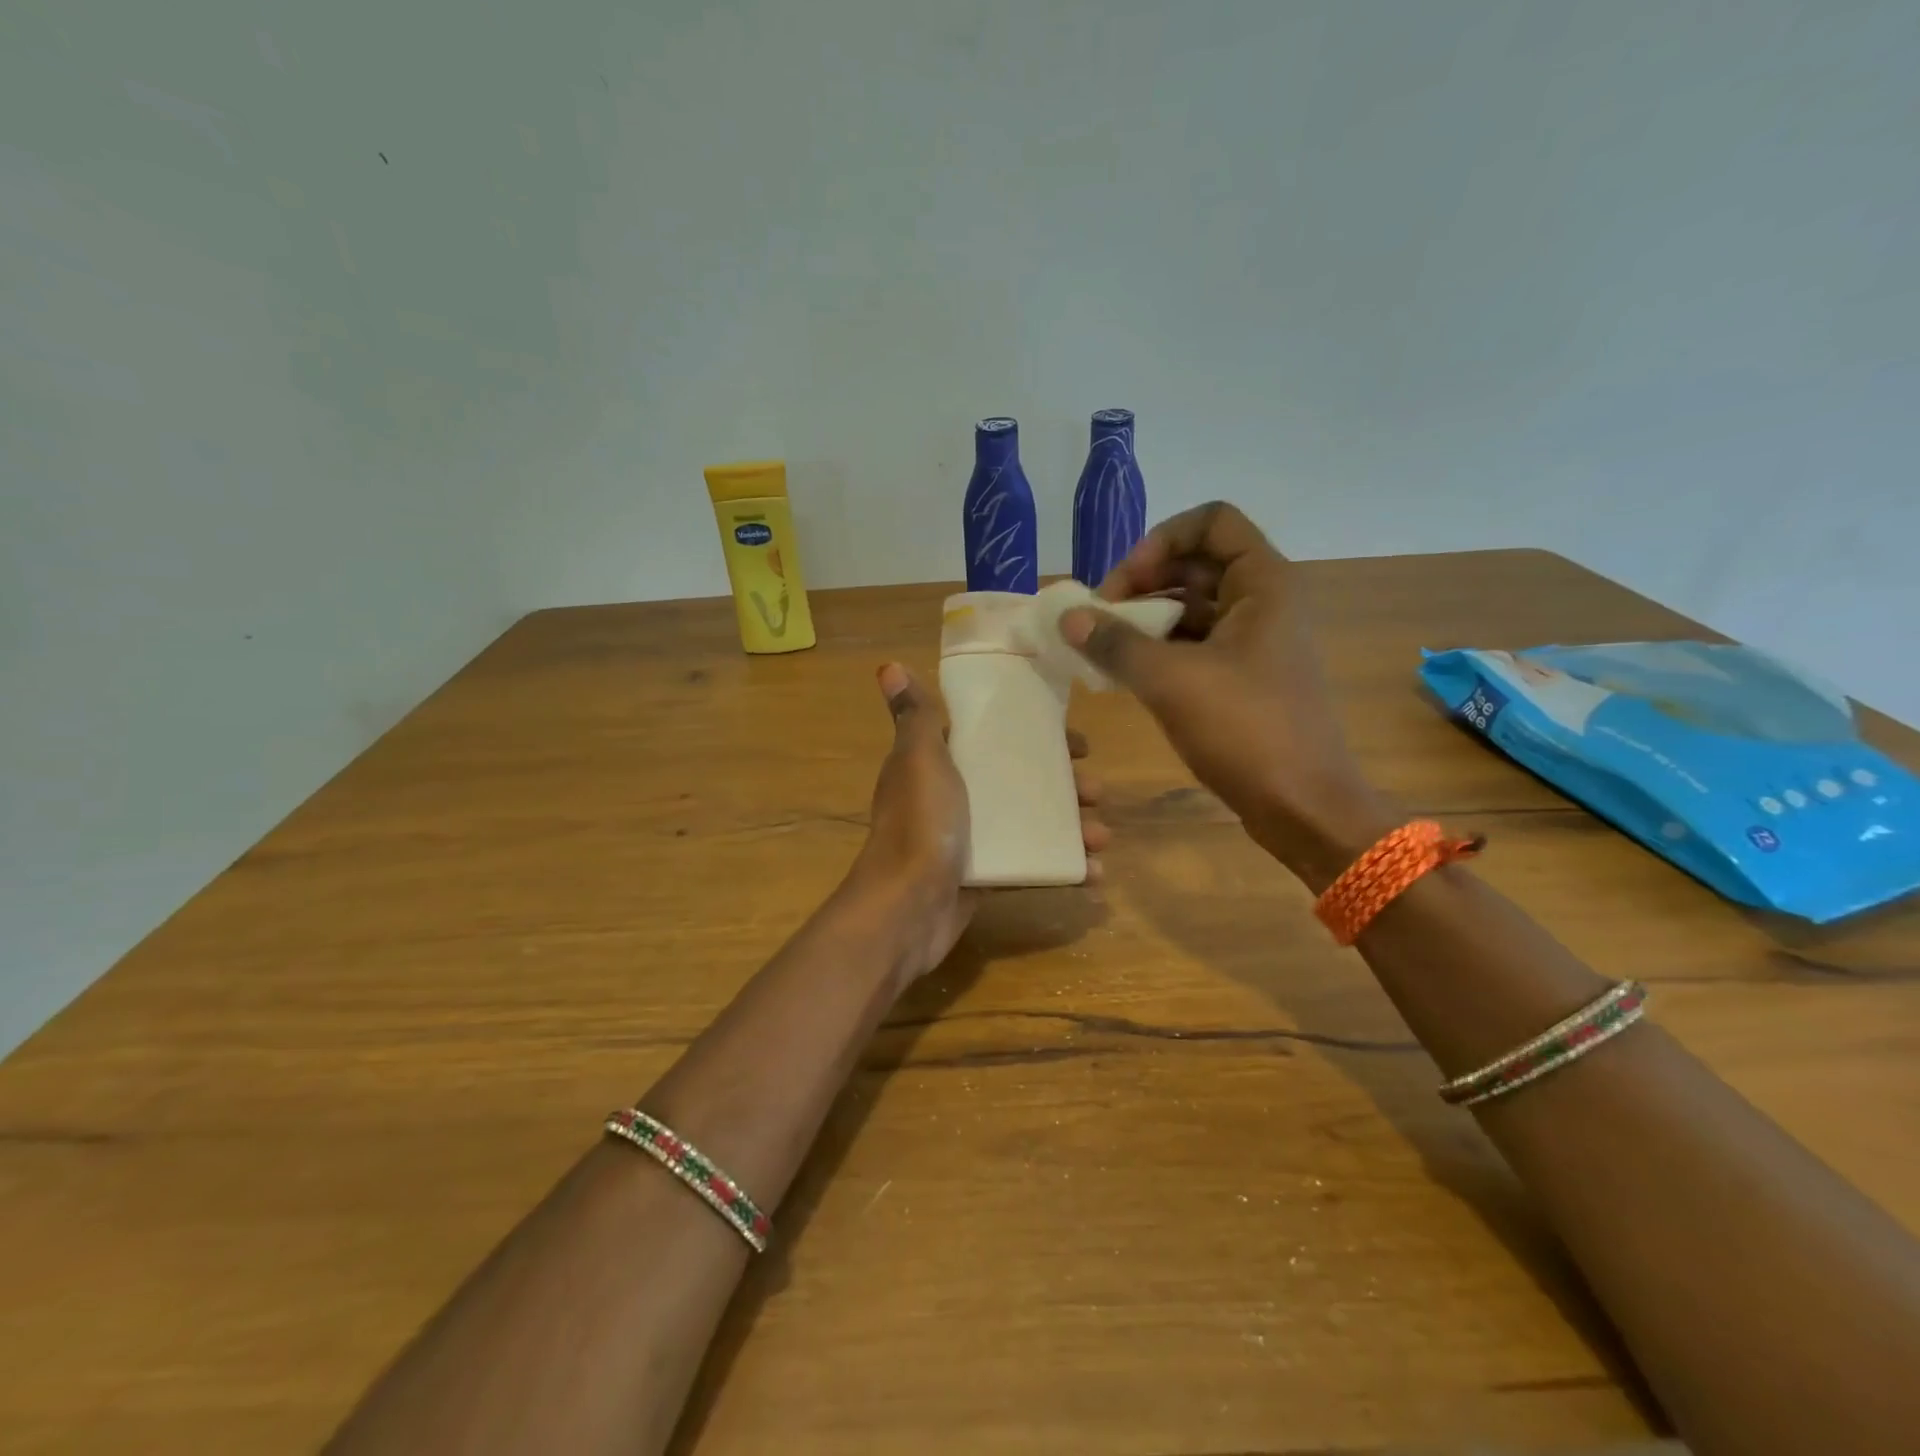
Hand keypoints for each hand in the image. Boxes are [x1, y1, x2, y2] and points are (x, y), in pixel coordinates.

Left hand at [849, 663, 1108, 980]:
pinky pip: (1029, 863)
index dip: (1036, 736)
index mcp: (939, 763)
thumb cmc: (920, 823)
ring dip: (1070, 827)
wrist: (906, 907)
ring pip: (1029, 823)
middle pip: (1018, 781)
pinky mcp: (983, 876)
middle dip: (1063, 786)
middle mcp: (954, 797)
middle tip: (1097, 792)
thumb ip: (914, 716)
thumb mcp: (919, 759)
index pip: (993, 738)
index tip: (1077, 744)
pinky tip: (1091, 873)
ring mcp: (969, 839)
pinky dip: (1060, 867)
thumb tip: (889, 666)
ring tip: (1102, 837)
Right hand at [1058, 502, 1386, 881]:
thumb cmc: (1246, 731)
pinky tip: (1125, 674)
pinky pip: (1196, 644)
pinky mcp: (1245, 678)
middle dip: (1143, 582)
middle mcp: (1263, 602)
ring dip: (1146, 619)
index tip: (1124, 585)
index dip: (1161, 540)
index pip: (1211, 521)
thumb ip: (1114, 643)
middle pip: (1196, 563)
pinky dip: (1160, 650)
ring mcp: (1255, 642)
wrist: (1303, 807)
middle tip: (1100, 619)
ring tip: (1104, 649)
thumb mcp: (1171, 681)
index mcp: (1263, 583)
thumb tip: (1067, 616)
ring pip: (1193, 606)